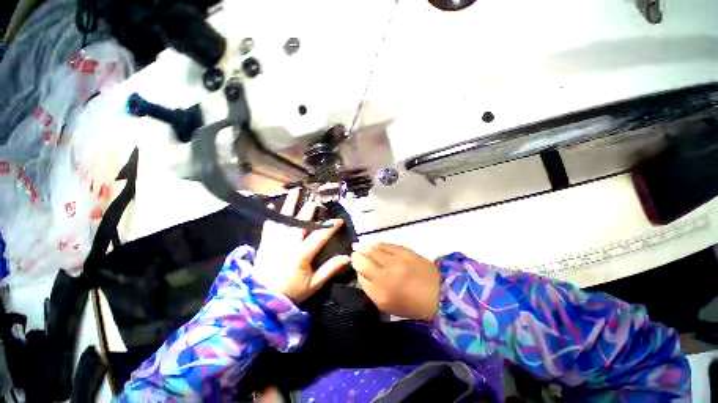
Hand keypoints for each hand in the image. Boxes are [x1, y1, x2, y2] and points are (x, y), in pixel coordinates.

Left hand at [252, 189, 349, 302]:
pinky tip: (272, 204)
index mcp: (302, 254)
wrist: (261, 298)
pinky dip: (271, 214)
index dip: (330, 227)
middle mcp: (289, 243)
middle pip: (301, 222)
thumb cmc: (290, 291)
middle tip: (316, 199)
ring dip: (291, 203)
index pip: (319, 236)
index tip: (340, 220)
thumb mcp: (313, 284)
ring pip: (285, 218)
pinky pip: (269, 224)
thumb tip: (347, 258)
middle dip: (310, 209)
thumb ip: (329, 270)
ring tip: (295, 190)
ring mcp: (275, 240)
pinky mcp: (265, 242)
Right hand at [351, 242, 439, 319]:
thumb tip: (363, 274)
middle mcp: (384, 277)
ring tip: (359, 244)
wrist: (439, 292)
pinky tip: (372, 241)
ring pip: (372, 250)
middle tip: (354, 253)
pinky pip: (384, 244)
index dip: (357, 270)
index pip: (361, 278)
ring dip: (363, 247)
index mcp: (380, 295)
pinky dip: (376, 243)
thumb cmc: (413, 303)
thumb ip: (372, 291)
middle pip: (363, 262)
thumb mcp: (389, 306)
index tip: (357, 266)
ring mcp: (394, 262)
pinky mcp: (403, 251)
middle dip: (356, 257)